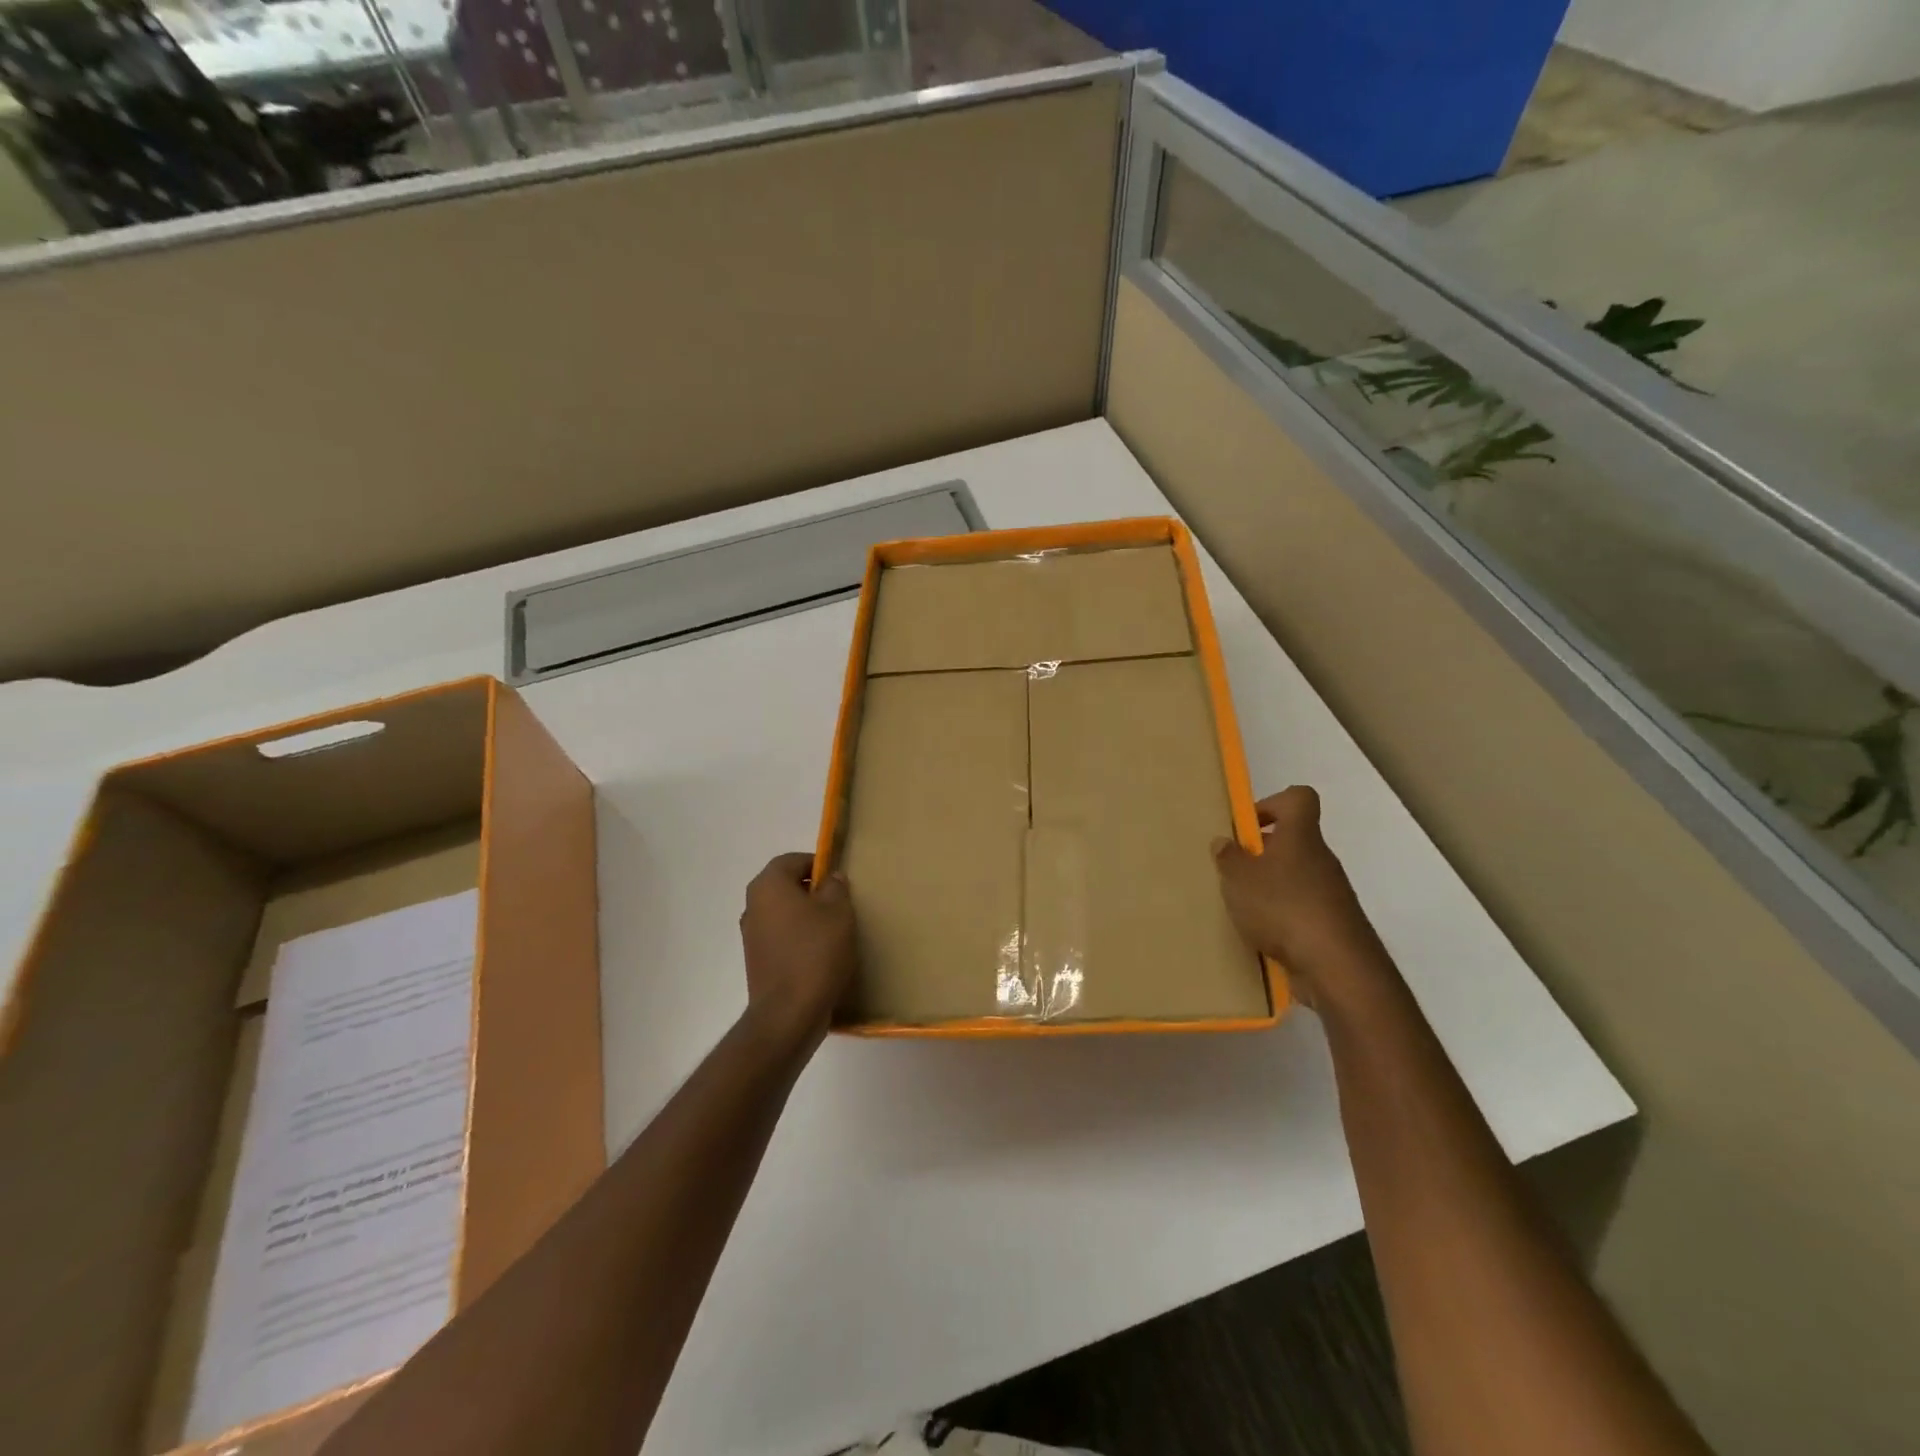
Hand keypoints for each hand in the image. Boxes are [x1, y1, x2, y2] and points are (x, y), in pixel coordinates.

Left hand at [739, 852, 856, 1047]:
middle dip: (812, 891)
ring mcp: (751, 936)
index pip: (792, 860)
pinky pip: (781, 938)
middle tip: (840, 904)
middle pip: (786, 886)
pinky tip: (821, 954)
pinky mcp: (757, 961)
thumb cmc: (815, 952)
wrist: (789, 1014)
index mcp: (768, 885)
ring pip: (783, 913)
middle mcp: (753, 906)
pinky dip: (799, 939)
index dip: (817, 864)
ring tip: (834, 931)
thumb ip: (835, 887)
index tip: (839, 879)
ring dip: (806, 917)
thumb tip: (830, 878)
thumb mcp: (838, 912)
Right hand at [1212, 787, 1394, 1009]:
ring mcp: (1331, 894)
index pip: (1299, 798)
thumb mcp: (1239, 879)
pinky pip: (1302, 910)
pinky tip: (1262, 936)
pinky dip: (1282, 918)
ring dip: (1270, 888)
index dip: (1272, 804)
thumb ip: (1229, 858)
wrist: (1337, 967)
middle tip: (1234, 873)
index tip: (1247, 827)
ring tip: (1243, 909)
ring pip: (1296, 877)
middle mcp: (1321, 859)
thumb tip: (1225, 842)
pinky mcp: (1333, 925)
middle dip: (1261, 854)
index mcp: (1301, 837)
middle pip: (1293, 841)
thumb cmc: (1283, 907)